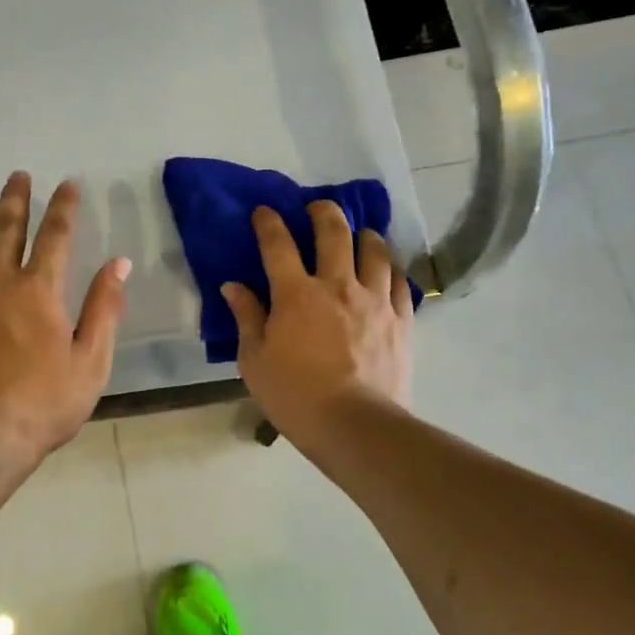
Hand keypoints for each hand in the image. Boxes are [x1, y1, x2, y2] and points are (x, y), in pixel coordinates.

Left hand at [0, 172, 129, 471]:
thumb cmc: (43, 403)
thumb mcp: (91, 361)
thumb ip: (104, 308)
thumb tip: (118, 263)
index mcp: (39, 289)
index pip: (56, 234)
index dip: (64, 206)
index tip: (68, 184)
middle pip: (6, 227)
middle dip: (17, 198)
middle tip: (19, 176)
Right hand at [222, 202, 414, 439]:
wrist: (355, 426)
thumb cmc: (294, 396)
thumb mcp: (254, 361)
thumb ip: (247, 317)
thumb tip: (234, 286)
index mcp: (296, 294)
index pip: (278, 245)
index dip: (269, 222)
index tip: (264, 211)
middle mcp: (337, 285)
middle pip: (334, 232)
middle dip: (322, 212)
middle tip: (316, 208)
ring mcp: (374, 300)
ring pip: (374, 250)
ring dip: (364, 235)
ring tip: (360, 235)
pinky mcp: (401, 320)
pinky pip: (400, 282)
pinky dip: (390, 270)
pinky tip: (386, 272)